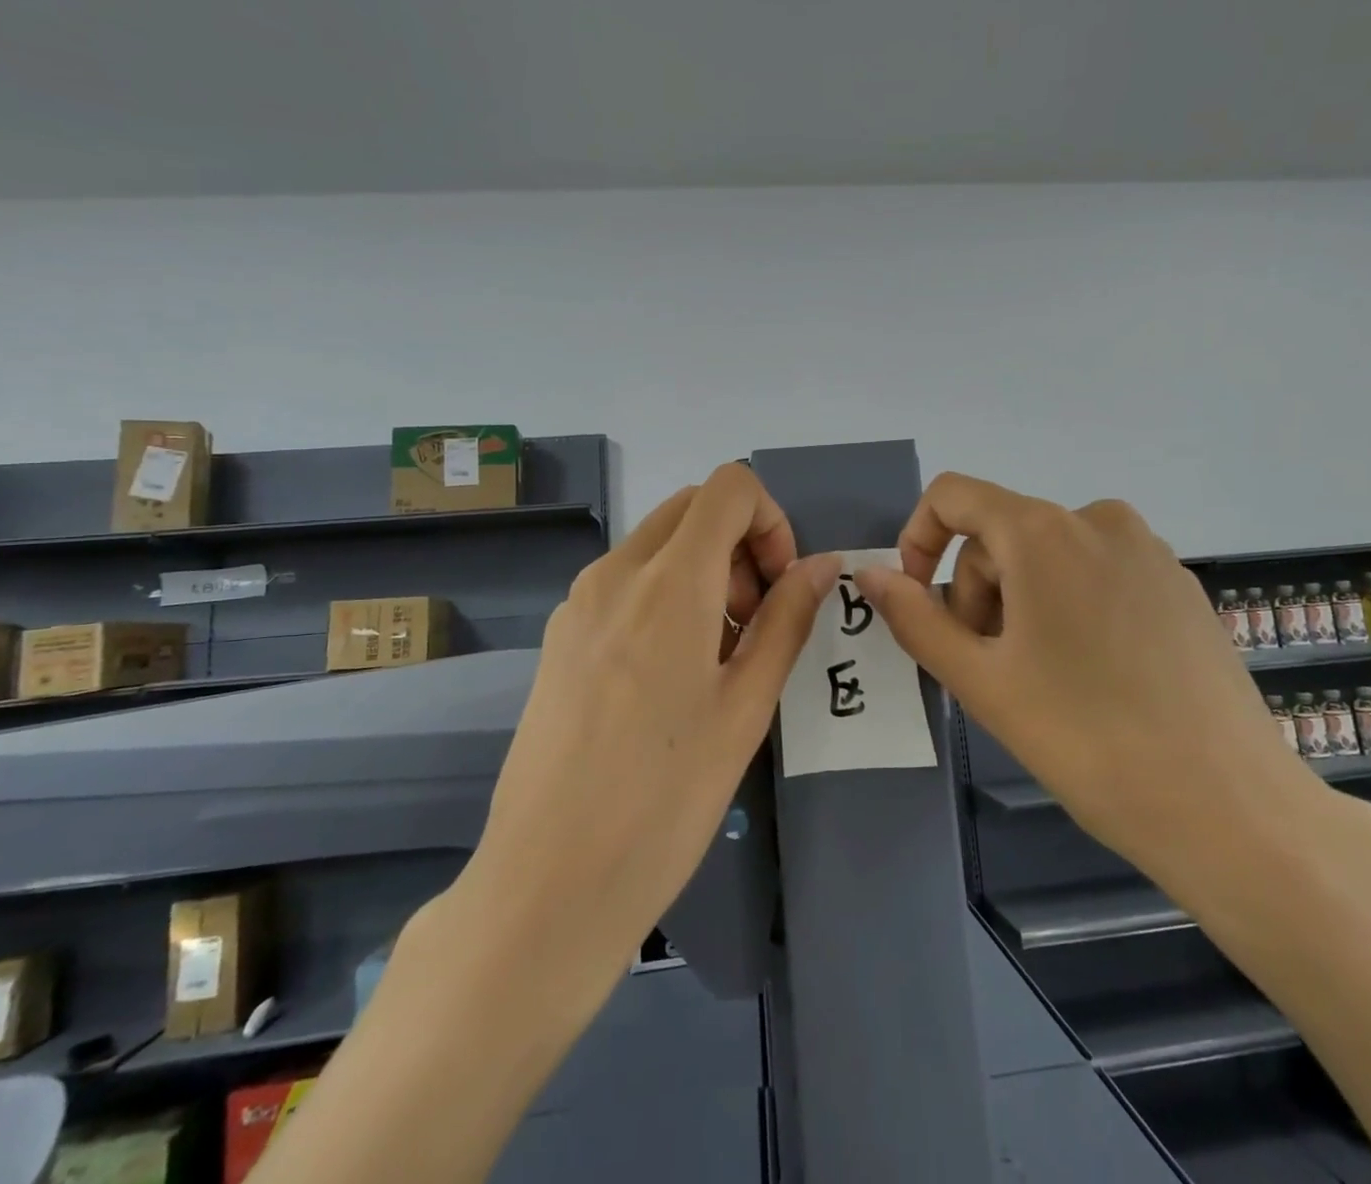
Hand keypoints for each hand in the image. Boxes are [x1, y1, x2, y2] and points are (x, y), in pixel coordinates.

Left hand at [462, 464, 839, 979]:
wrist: (547, 882)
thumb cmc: (666, 798)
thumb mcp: (746, 706)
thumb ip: (788, 619)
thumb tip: (823, 564)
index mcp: (669, 581)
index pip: (729, 487)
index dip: (771, 520)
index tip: (779, 587)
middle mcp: (616, 573)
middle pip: (692, 508)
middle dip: (740, 544)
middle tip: (756, 622)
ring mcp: (579, 603)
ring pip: (658, 543)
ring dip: (704, 571)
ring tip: (718, 659)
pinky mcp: (560, 636)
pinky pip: (625, 582)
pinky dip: (666, 595)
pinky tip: (670, 677)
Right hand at [855, 473, 1345, 892]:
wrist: (1229, 809)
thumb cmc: (1085, 739)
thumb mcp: (980, 680)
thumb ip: (915, 618)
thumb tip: (869, 575)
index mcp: (1043, 531)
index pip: (952, 496)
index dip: (919, 540)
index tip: (921, 604)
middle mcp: (1098, 519)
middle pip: (1000, 534)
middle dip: (976, 592)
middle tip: (989, 668)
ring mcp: (1148, 550)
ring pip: (1048, 555)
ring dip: (1020, 602)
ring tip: (1039, 678)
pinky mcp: (1179, 584)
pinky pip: (1096, 572)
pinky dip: (1068, 606)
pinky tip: (1093, 675)